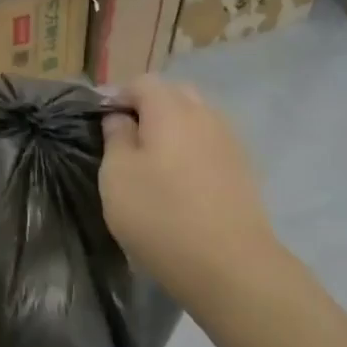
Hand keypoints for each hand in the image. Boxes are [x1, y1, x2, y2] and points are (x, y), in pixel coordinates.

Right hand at [99, 76, 280, 304]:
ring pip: (198, 119)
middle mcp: (206, 115)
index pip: (142, 82)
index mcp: (171, 109)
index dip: (118, 96)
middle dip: (149, 107)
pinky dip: (194, 152)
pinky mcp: (244, 169)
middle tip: (128, 140)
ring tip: (155, 162)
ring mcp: (230, 141)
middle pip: (175, 95)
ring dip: (174, 130)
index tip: (102, 122)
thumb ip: (116, 139)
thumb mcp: (117, 177)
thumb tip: (121, 118)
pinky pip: (212, 145)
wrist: (228, 264)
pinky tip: (183, 181)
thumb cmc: (160, 216)